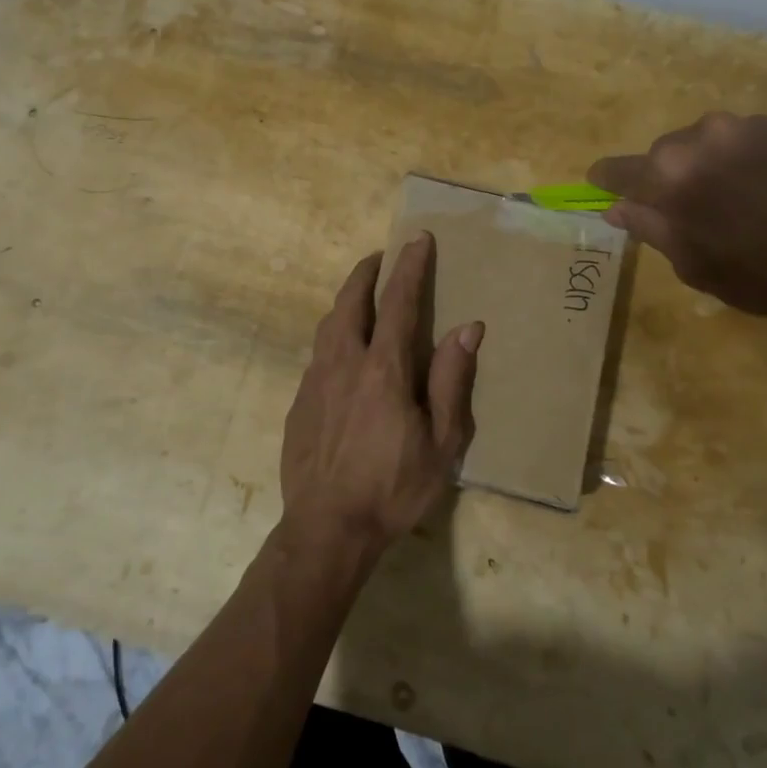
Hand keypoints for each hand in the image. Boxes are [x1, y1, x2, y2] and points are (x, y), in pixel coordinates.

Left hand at [279, 234, 482, 560]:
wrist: (327, 528)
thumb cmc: (393, 488)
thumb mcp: (442, 443)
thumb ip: (452, 381)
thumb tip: (468, 328)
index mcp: (383, 369)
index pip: (398, 302)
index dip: (409, 267)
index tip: (417, 239)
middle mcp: (343, 363)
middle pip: (350, 301)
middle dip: (366, 272)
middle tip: (381, 257)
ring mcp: (314, 381)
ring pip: (328, 325)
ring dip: (346, 301)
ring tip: (361, 295)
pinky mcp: (298, 403)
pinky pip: (317, 354)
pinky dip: (334, 336)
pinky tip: (342, 353)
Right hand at [588, 112, 766, 330]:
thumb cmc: (764, 273)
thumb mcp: (694, 263)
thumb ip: (650, 228)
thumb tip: (615, 208)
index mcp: (668, 174)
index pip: (618, 170)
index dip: (606, 182)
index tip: (601, 188)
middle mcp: (700, 136)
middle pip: (663, 154)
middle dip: (664, 179)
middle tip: (684, 213)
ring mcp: (745, 126)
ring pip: (704, 144)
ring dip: (705, 168)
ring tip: (732, 204)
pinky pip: (741, 142)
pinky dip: (739, 162)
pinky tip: (764, 193)